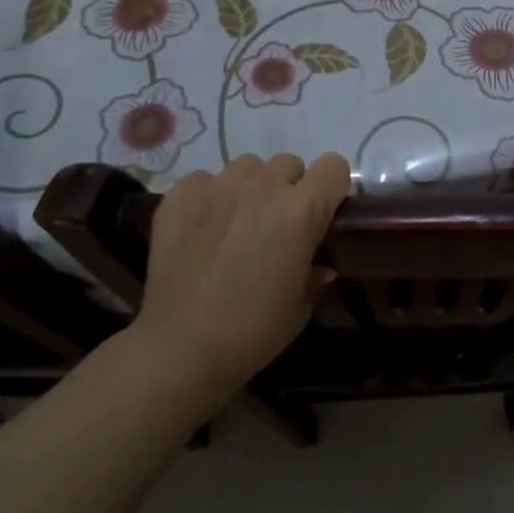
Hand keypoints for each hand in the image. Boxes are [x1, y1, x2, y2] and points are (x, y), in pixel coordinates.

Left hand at [137, 152, 352, 397]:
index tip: (323, 213)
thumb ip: (314, 271)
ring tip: (237, 223)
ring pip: (248, 166)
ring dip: (251, 187)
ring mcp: (217, 187)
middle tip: (277, 225)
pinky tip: (202, 230)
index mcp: (300, 210)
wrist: (180, 349)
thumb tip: (318, 264)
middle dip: (290, 188)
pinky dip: (210, 197)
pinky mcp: (179, 195)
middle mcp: (261, 187)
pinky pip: (205, 179)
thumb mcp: (300, 306)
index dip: (332, 189)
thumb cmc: (253, 332)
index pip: (333, 166)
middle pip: (289, 163)